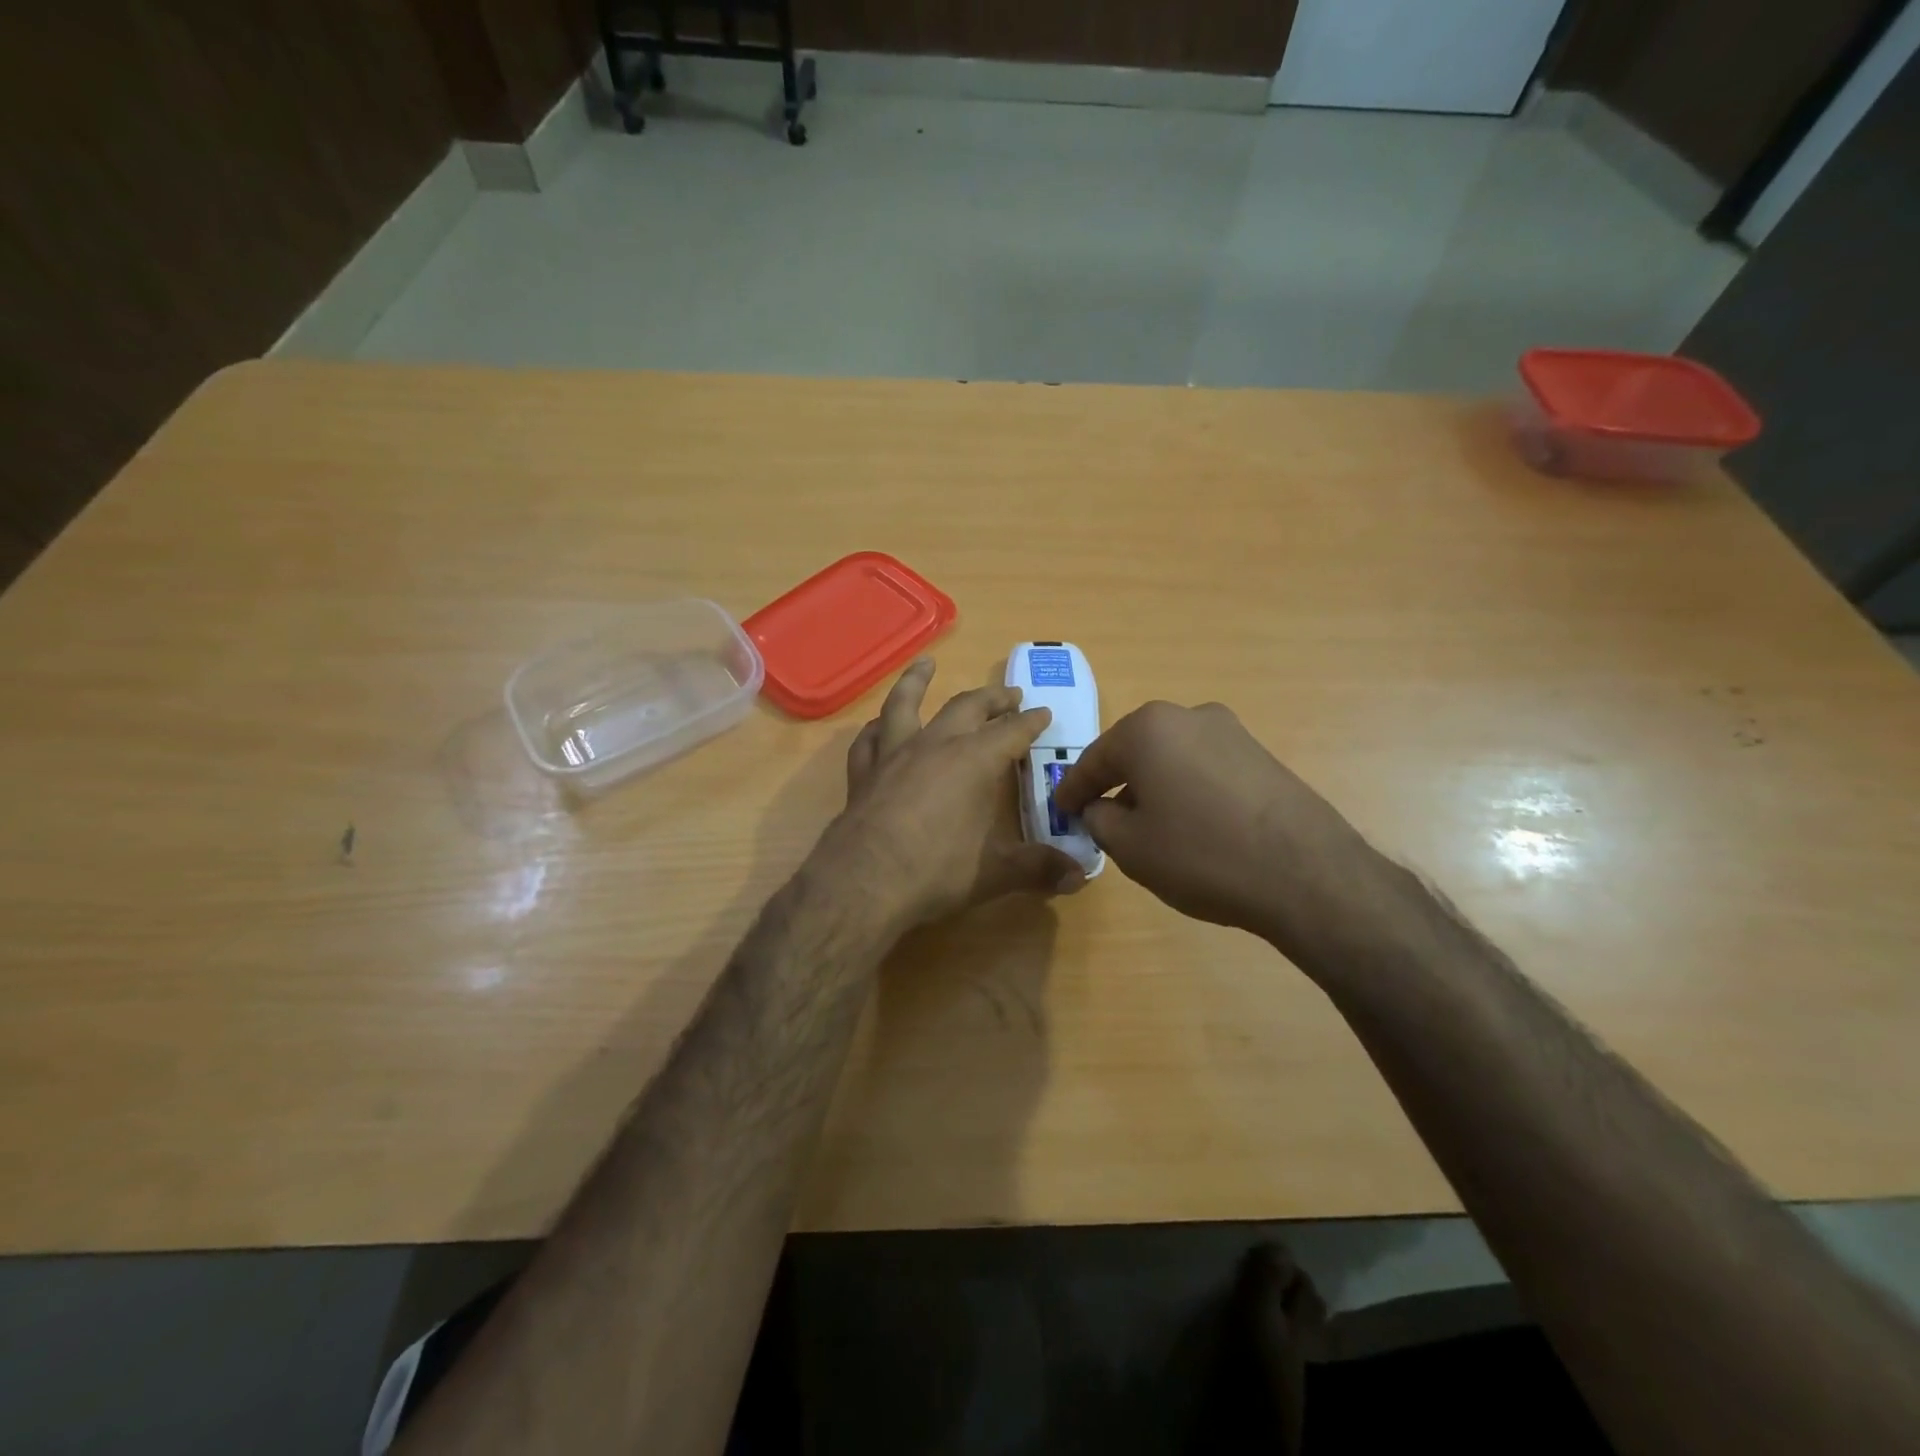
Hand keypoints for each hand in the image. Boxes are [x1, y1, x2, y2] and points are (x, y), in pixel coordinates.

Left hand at [821, 660, 1086, 930]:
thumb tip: (1080, 877)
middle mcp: (935, 745)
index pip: (1011, 732)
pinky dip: (876, 728)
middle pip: (967, 708)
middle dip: (992, 698)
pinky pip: (869, 739)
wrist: (864, 882)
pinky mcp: (863, 773)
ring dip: (917, 681)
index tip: (1044, 713)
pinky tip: (877, 726)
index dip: (1031, 722)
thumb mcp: (995, 873)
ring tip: (926, 664)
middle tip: (1010, 694)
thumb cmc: (936, 871)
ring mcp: (894, 755)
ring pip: (905, 704)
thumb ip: (1038, 869)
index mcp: (974, 761)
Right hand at [1053, 701, 1410, 973]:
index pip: (1093, 760)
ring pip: (1172, 758)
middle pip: (1135, 751)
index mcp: (1147, 728)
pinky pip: (1205, 768)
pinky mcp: (1262, 754)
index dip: (1073, 790)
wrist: (1306, 873)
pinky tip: (1192, 824)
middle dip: (1115, 783)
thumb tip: (1101, 807)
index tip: (1060, 811)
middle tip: (1100, 816)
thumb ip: (1098, 819)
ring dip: (1153, 786)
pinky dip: (1187, 789)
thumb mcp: (1129, 846)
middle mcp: (1189, 716)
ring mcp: (1231, 732)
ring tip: (1148, 824)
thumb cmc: (1201, 854)